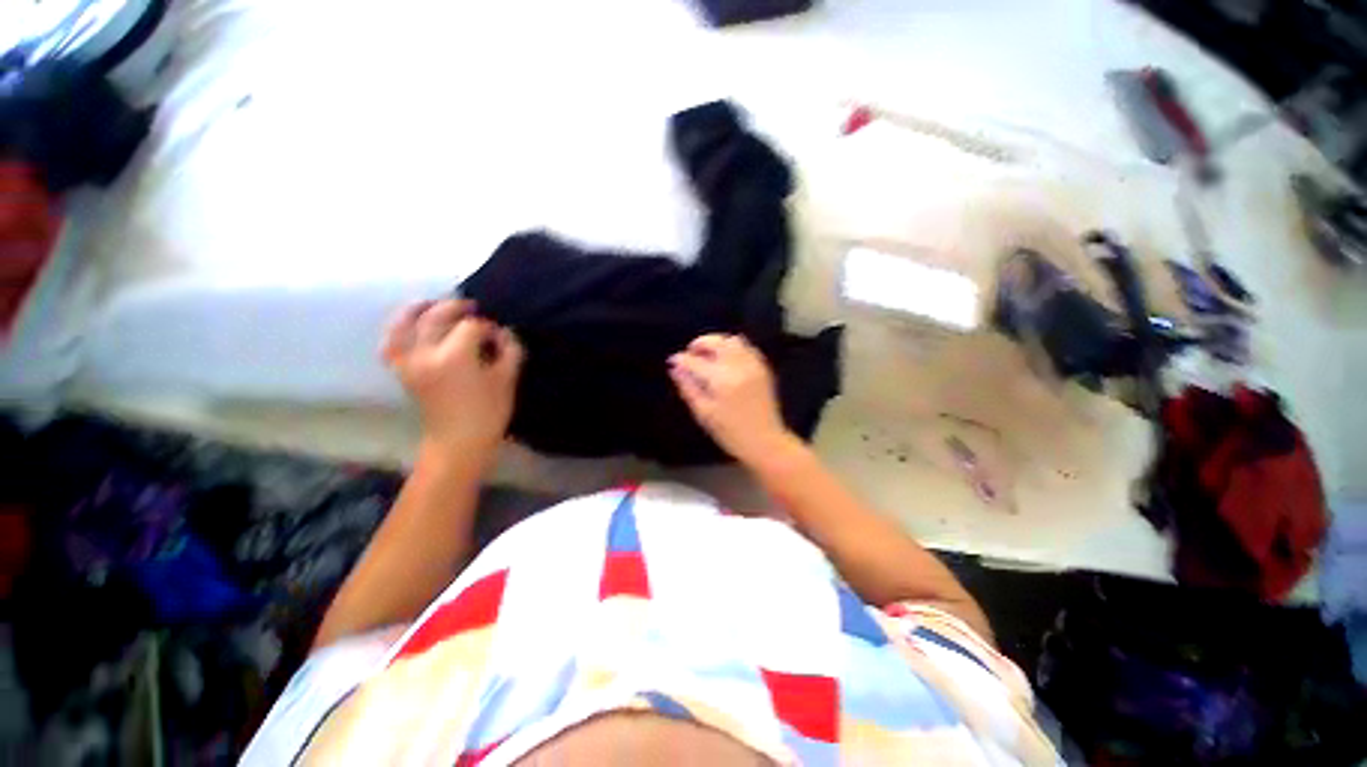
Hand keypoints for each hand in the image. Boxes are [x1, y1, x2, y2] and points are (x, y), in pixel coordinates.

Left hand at [381, 300, 523, 459]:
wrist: (458, 441)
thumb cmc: (488, 411)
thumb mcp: (507, 379)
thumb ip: (509, 349)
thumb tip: (503, 332)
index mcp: (455, 356)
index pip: (471, 326)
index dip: (487, 327)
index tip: (498, 336)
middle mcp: (426, 354)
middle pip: (436, 316)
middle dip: (455, 308)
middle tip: (472, 309)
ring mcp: (408, 362)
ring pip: (404, 324)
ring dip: (417, 309)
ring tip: (432, 304)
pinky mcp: (401, 371)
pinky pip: (390, 344)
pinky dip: (396, 330)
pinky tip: (408, 325)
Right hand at [669, 334, 795, 465]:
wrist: (765, 441)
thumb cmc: (730, 433)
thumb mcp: (703, 413)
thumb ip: (688, 387)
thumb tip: (675, 368)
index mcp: (721, 380)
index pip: (696, 361)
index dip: (681, 359)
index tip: (673, 361)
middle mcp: (739, 367)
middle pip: (717, 342)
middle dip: (700, 343)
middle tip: (690, 354)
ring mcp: (753, 365)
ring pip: (733, 341)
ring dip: (717, 344)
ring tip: (708, 356)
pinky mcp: (763, 368)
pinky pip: (746, 348)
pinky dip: (733, 348)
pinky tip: (726, 361)